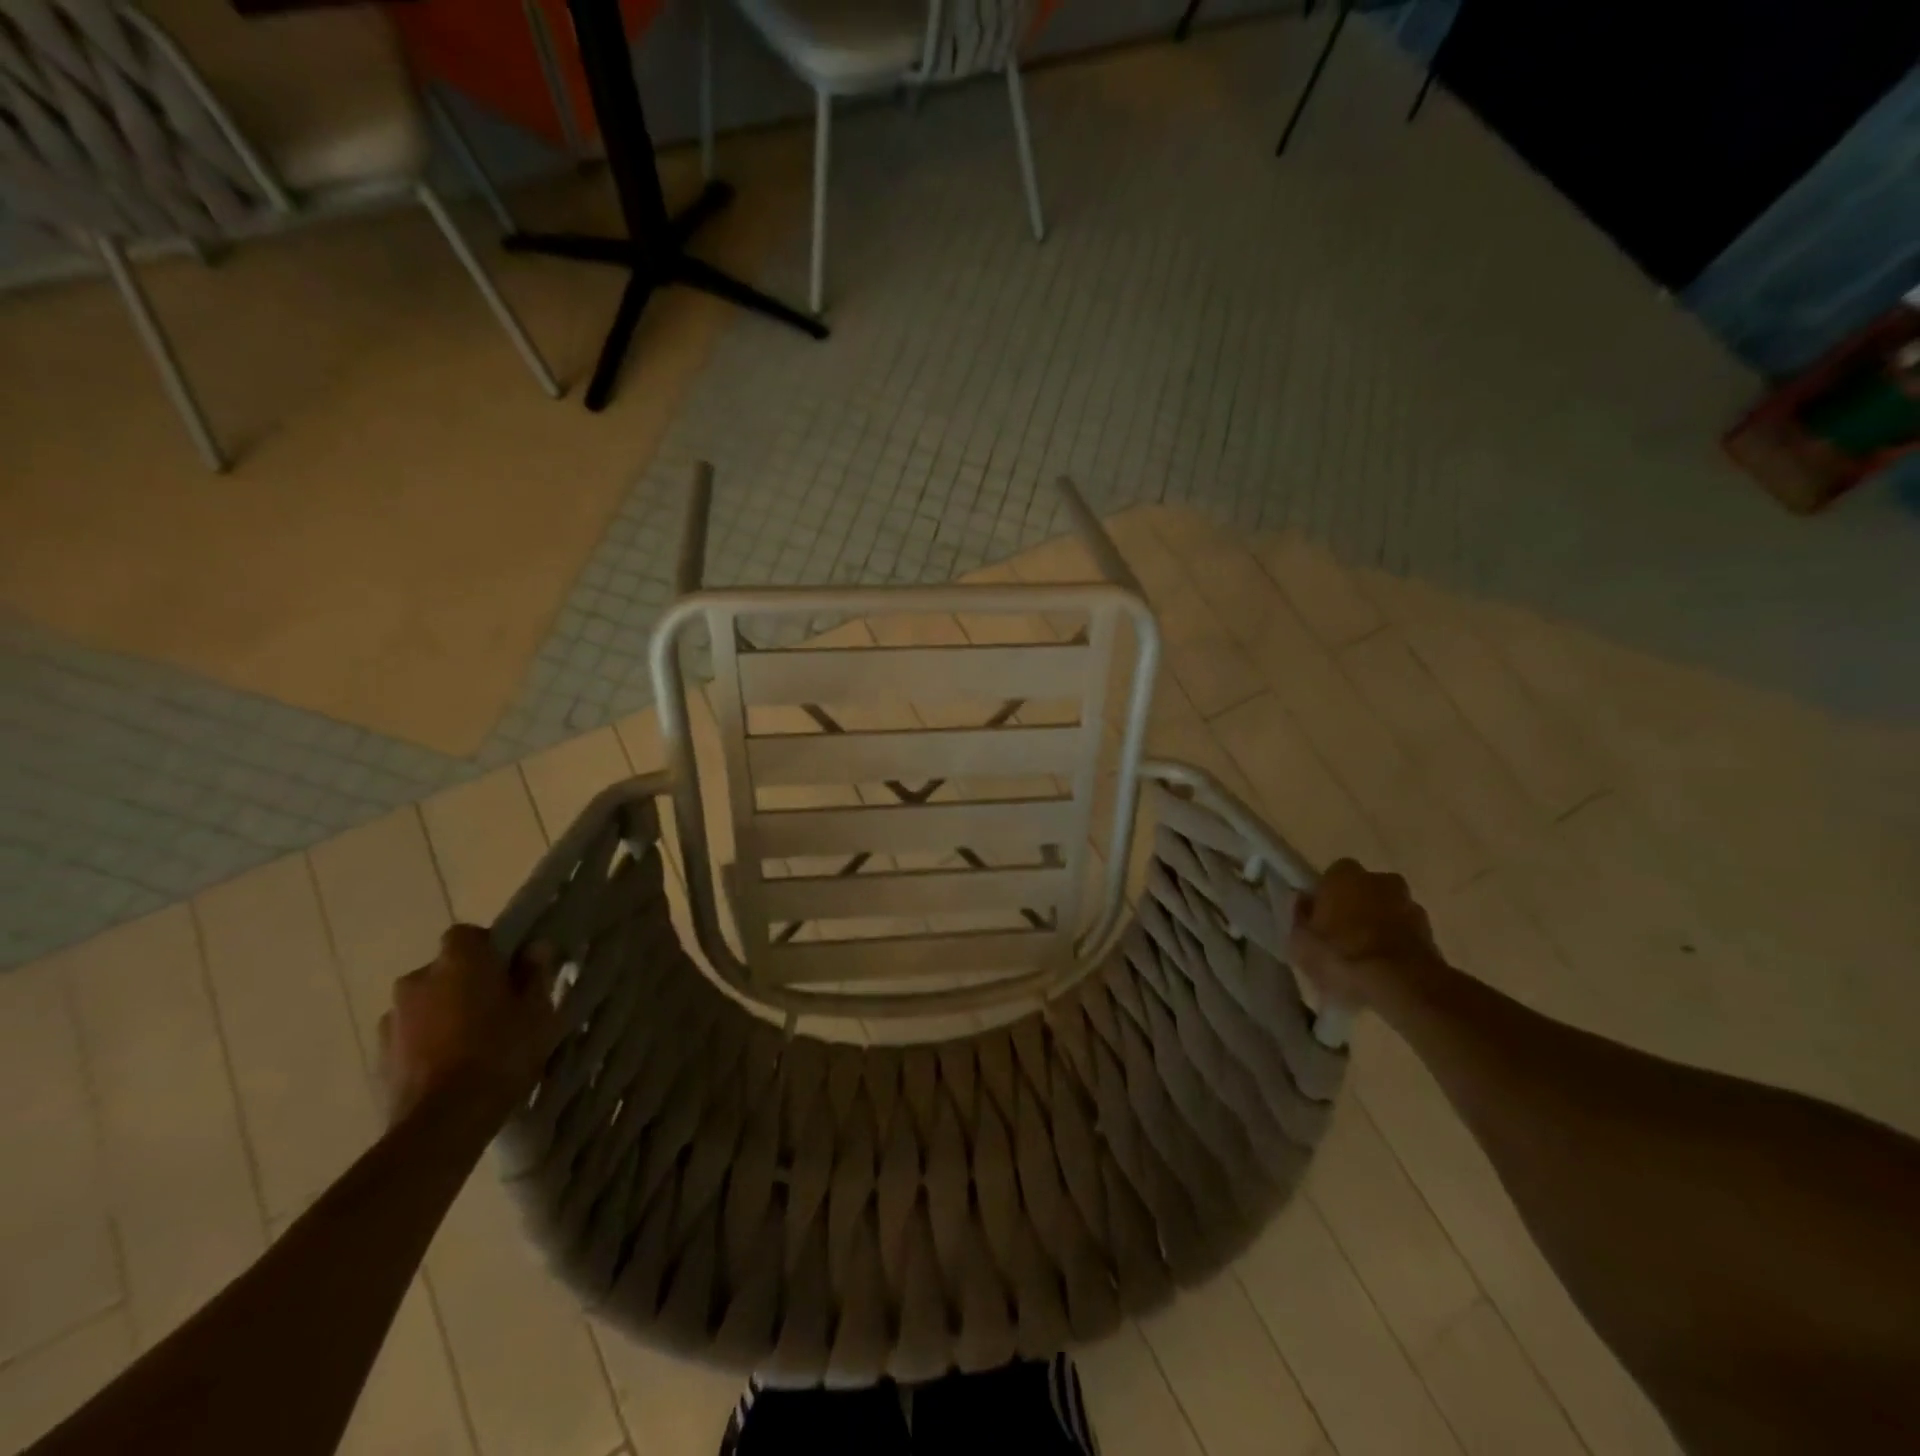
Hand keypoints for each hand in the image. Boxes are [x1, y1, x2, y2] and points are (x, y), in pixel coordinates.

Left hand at [378, 925, 558, 1123]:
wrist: (443, 1122)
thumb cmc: (501, 1053)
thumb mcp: (538, 1012)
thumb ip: (535, 974)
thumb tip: (534, 948)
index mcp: (458, 961)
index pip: (469, 935)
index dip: (489, 949)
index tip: (509, 971)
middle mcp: (417, 980)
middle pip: (445, 970)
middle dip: (465, 983)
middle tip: (495, 1009)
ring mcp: (392, 1019)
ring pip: (426, 1004)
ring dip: (444, 1014)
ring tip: (471, 1044)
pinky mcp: (379, 1056)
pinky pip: (410, 1036)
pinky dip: (427, 1043)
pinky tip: (450, 1068)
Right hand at [1290, 859, 1440, 1010]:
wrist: (1400, 984)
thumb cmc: (1341, 954)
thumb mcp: (1300, 942)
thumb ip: (1300, 917)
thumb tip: (1302, 901)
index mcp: (1345, 875)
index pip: (1333, 874)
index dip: (1327, 894)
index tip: (1320, 917)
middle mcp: (1381, 880)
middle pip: (1366, 889)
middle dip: (1357, 906)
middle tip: (1344, 935)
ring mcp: (1411, 905)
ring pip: (1389, 911)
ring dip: (1380, 926)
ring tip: (1366, 957)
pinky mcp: (1432, 933)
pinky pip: (1406, 934)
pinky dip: (1397, 945)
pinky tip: (1385, 969)